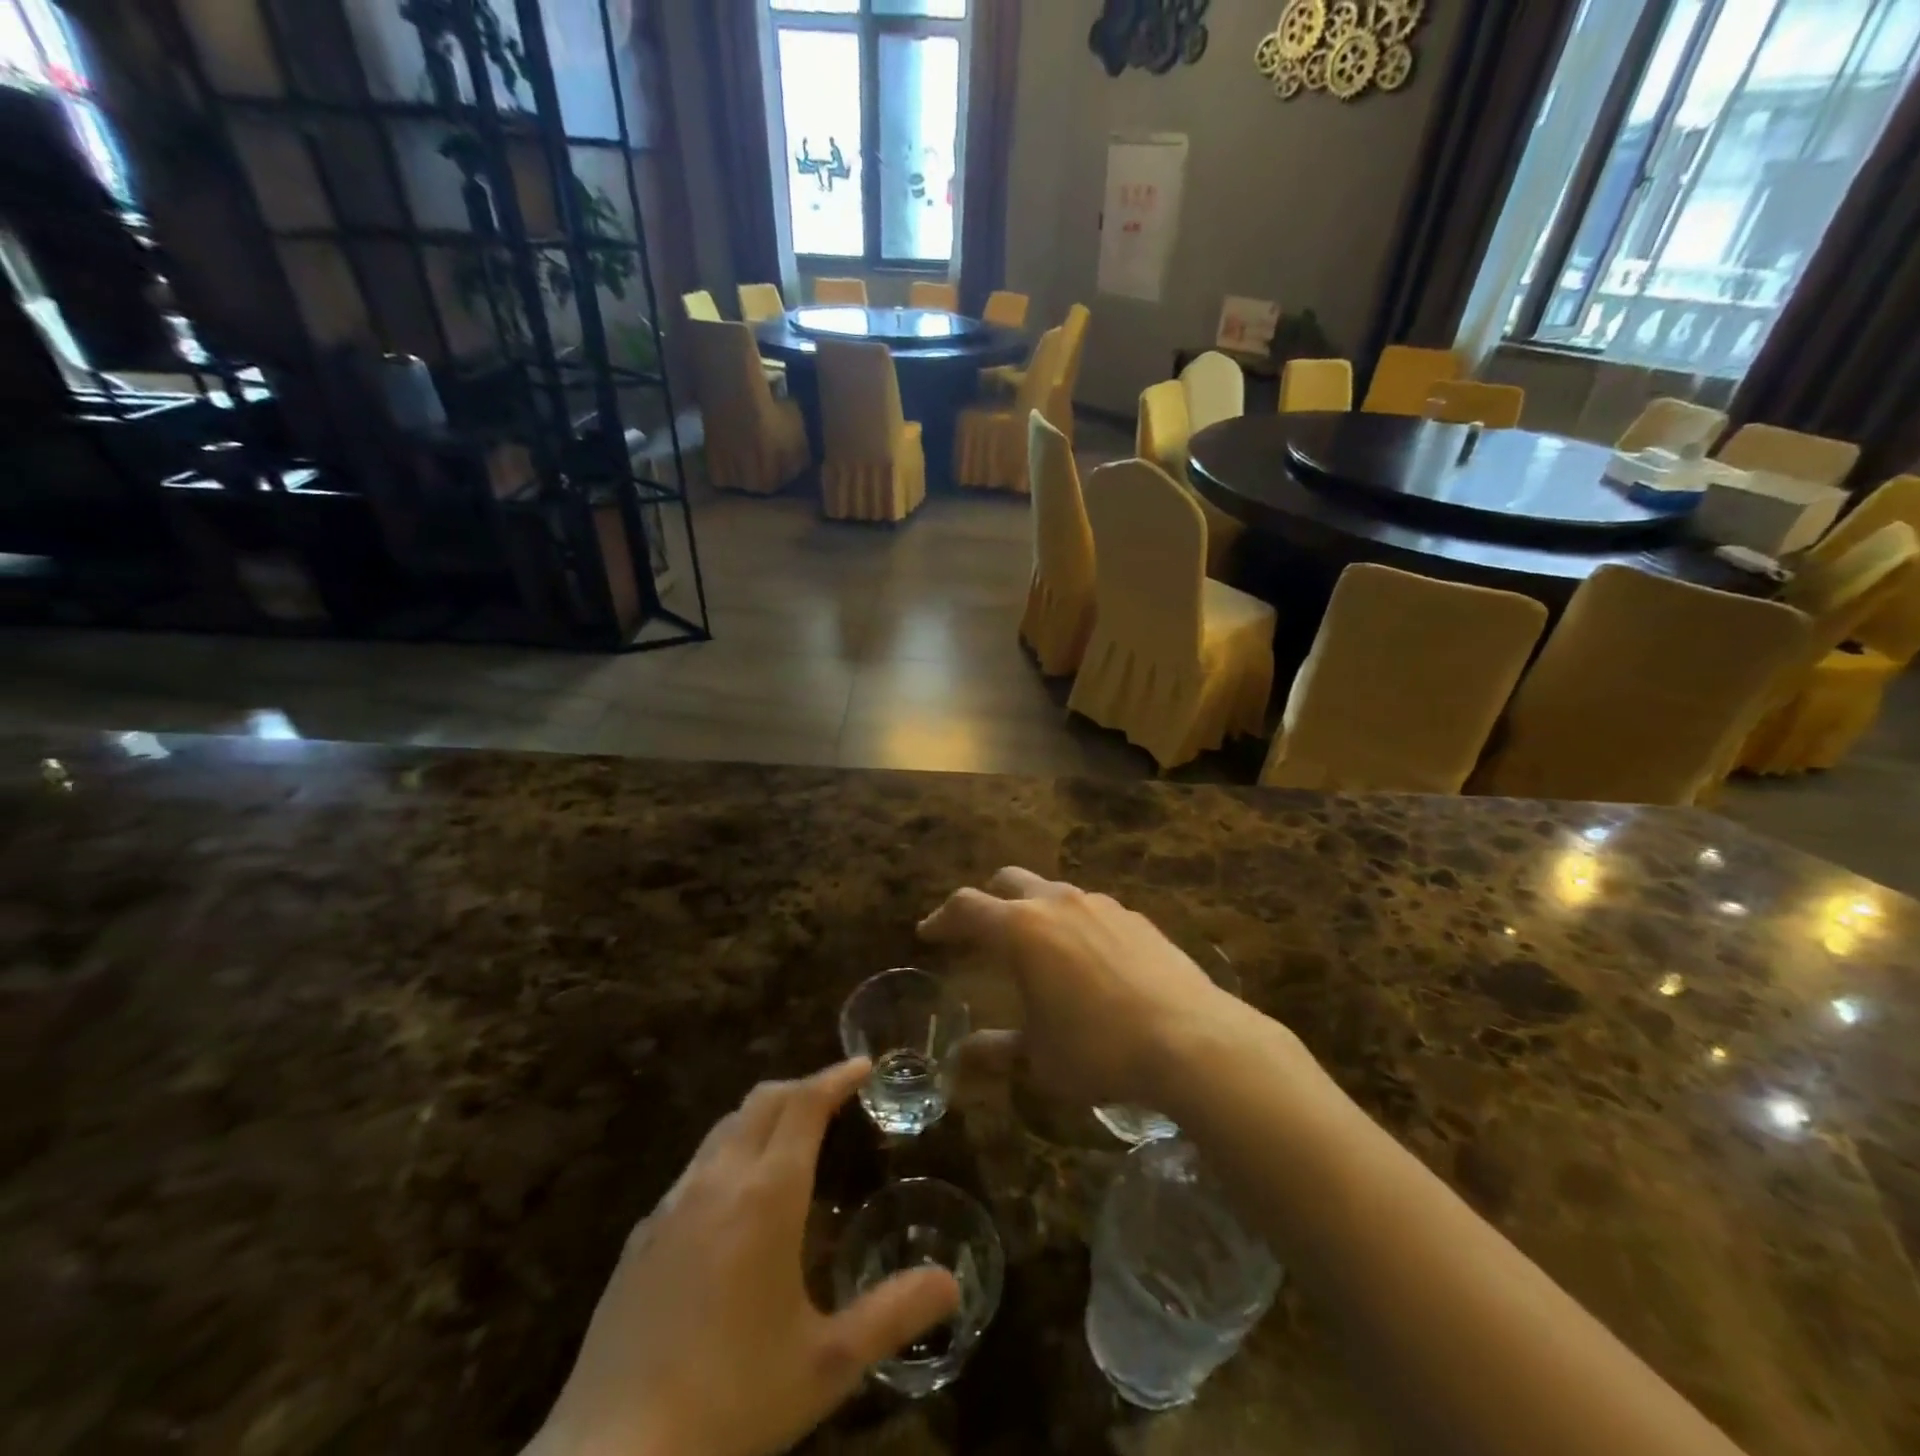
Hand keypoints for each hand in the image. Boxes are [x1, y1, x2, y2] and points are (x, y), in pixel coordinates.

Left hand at [525, 1060, 959, 1455]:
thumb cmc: (732, 1402)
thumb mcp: (826, 1365)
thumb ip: (892, 1315)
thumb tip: (951, 1284)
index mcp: (766, 1195)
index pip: (805, 1104)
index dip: (835, 1077)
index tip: (862, 1065)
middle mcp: (718, 1181)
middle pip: (763, 1101)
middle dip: (803, 1087)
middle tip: (836, 1098)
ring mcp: (671, 1205)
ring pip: (724, 1129)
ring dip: (764, 1117)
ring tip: (791, 1140)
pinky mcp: (640, 1237)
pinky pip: (694, 1169)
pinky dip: (728, 1156)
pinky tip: (734, 1205)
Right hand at [918, 867, 1233, 1107]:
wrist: (1191, 1039)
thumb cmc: (1099, 1049)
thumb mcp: (1039, 1057)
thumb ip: (996, 1051)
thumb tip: (960, 1060)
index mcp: (1022, 929)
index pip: (967, 908)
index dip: (942, 918)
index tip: (929, 933)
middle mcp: (1057, 903)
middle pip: (1007, 881)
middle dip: (987, 901)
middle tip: (979, 932)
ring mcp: (1100, 904)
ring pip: (1052, 890)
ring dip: (1032, 909)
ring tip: (1035, 947)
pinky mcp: (1135, 916)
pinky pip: (1090, 908)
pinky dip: (1072, 922)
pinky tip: (1085, 959)